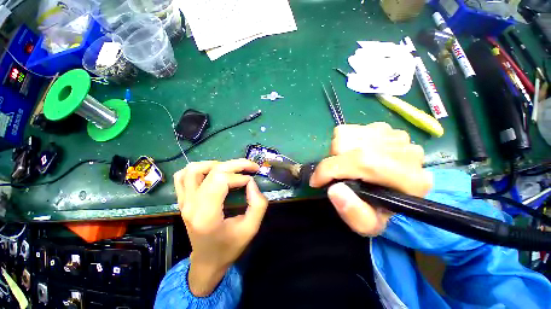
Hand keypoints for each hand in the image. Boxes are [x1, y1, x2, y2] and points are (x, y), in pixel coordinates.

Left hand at [174, 159, 267, 296]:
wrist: (207, 262)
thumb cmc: (229, 247)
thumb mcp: (251, 229)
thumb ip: (258, 204)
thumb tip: (251, 183)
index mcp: (207, 215)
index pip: (221, 180)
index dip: (240, 177)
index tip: (251, 182)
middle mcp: (191, 205)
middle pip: (212, 171)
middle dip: (236, 164)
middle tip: (251, 166)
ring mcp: (184, 202)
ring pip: (193, 169)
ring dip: (216, 164)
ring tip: (231, 170)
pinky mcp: (182, 200)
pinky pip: (182, 176)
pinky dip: (198, 169)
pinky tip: (212, 173)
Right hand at [310, 123, 431, 235]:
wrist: (394, 193)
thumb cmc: (378, 210)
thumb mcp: (367, 224)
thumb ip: (353, 213)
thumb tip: (335, 189)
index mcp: (410, 181)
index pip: (362, 162)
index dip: (330, 170)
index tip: (315, 181)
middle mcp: (408, 152)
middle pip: (352, 145)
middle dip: (335, 161)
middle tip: (338, 174)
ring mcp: (397, 136)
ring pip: (349, 134)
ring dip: (340, 151)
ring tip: (348, 165)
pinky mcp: (387, 128)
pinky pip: (352, 128)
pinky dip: (345, 142)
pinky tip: (355, 154)